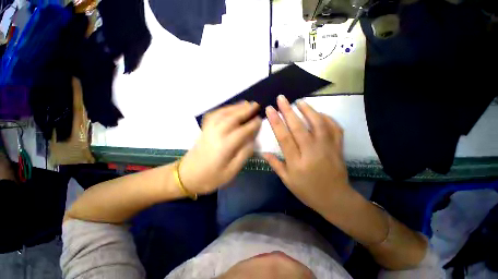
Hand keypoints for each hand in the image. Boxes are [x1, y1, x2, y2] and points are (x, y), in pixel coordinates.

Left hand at [180, 101, 261, 193]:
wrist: (187, 176)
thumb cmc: (211, 177)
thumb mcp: (231, 172)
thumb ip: (243, 155)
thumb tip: (252, 140)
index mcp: (224, 147)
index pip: (242, 131)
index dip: (252, 125)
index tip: (260, 119)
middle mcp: (216, 134)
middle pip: (232, 118)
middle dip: (245, 110)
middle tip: (255, 104)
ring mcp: (208, 130)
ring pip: (223, 114)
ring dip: (235, 107)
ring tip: (245, 103)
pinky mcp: (204, 129)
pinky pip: (213, 115)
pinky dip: (223, 109)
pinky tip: (229, 108)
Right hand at [263, 95, 351, 212]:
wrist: (335, 199)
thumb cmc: (308, 191)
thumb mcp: (288, 181)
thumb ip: (276, 165)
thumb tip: (263, 152)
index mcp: (297, 162)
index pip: (284, 138)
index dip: (276, 122)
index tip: (270, 109)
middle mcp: (312, 152)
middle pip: (299, 128)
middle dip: (288, 111)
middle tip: (281, 98)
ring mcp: (327, 148)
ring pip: (318, 124)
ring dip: (308, 110)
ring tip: (299, 101)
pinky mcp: (338, 147)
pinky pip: (335, 128)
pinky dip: (327, 118)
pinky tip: (319, 113)